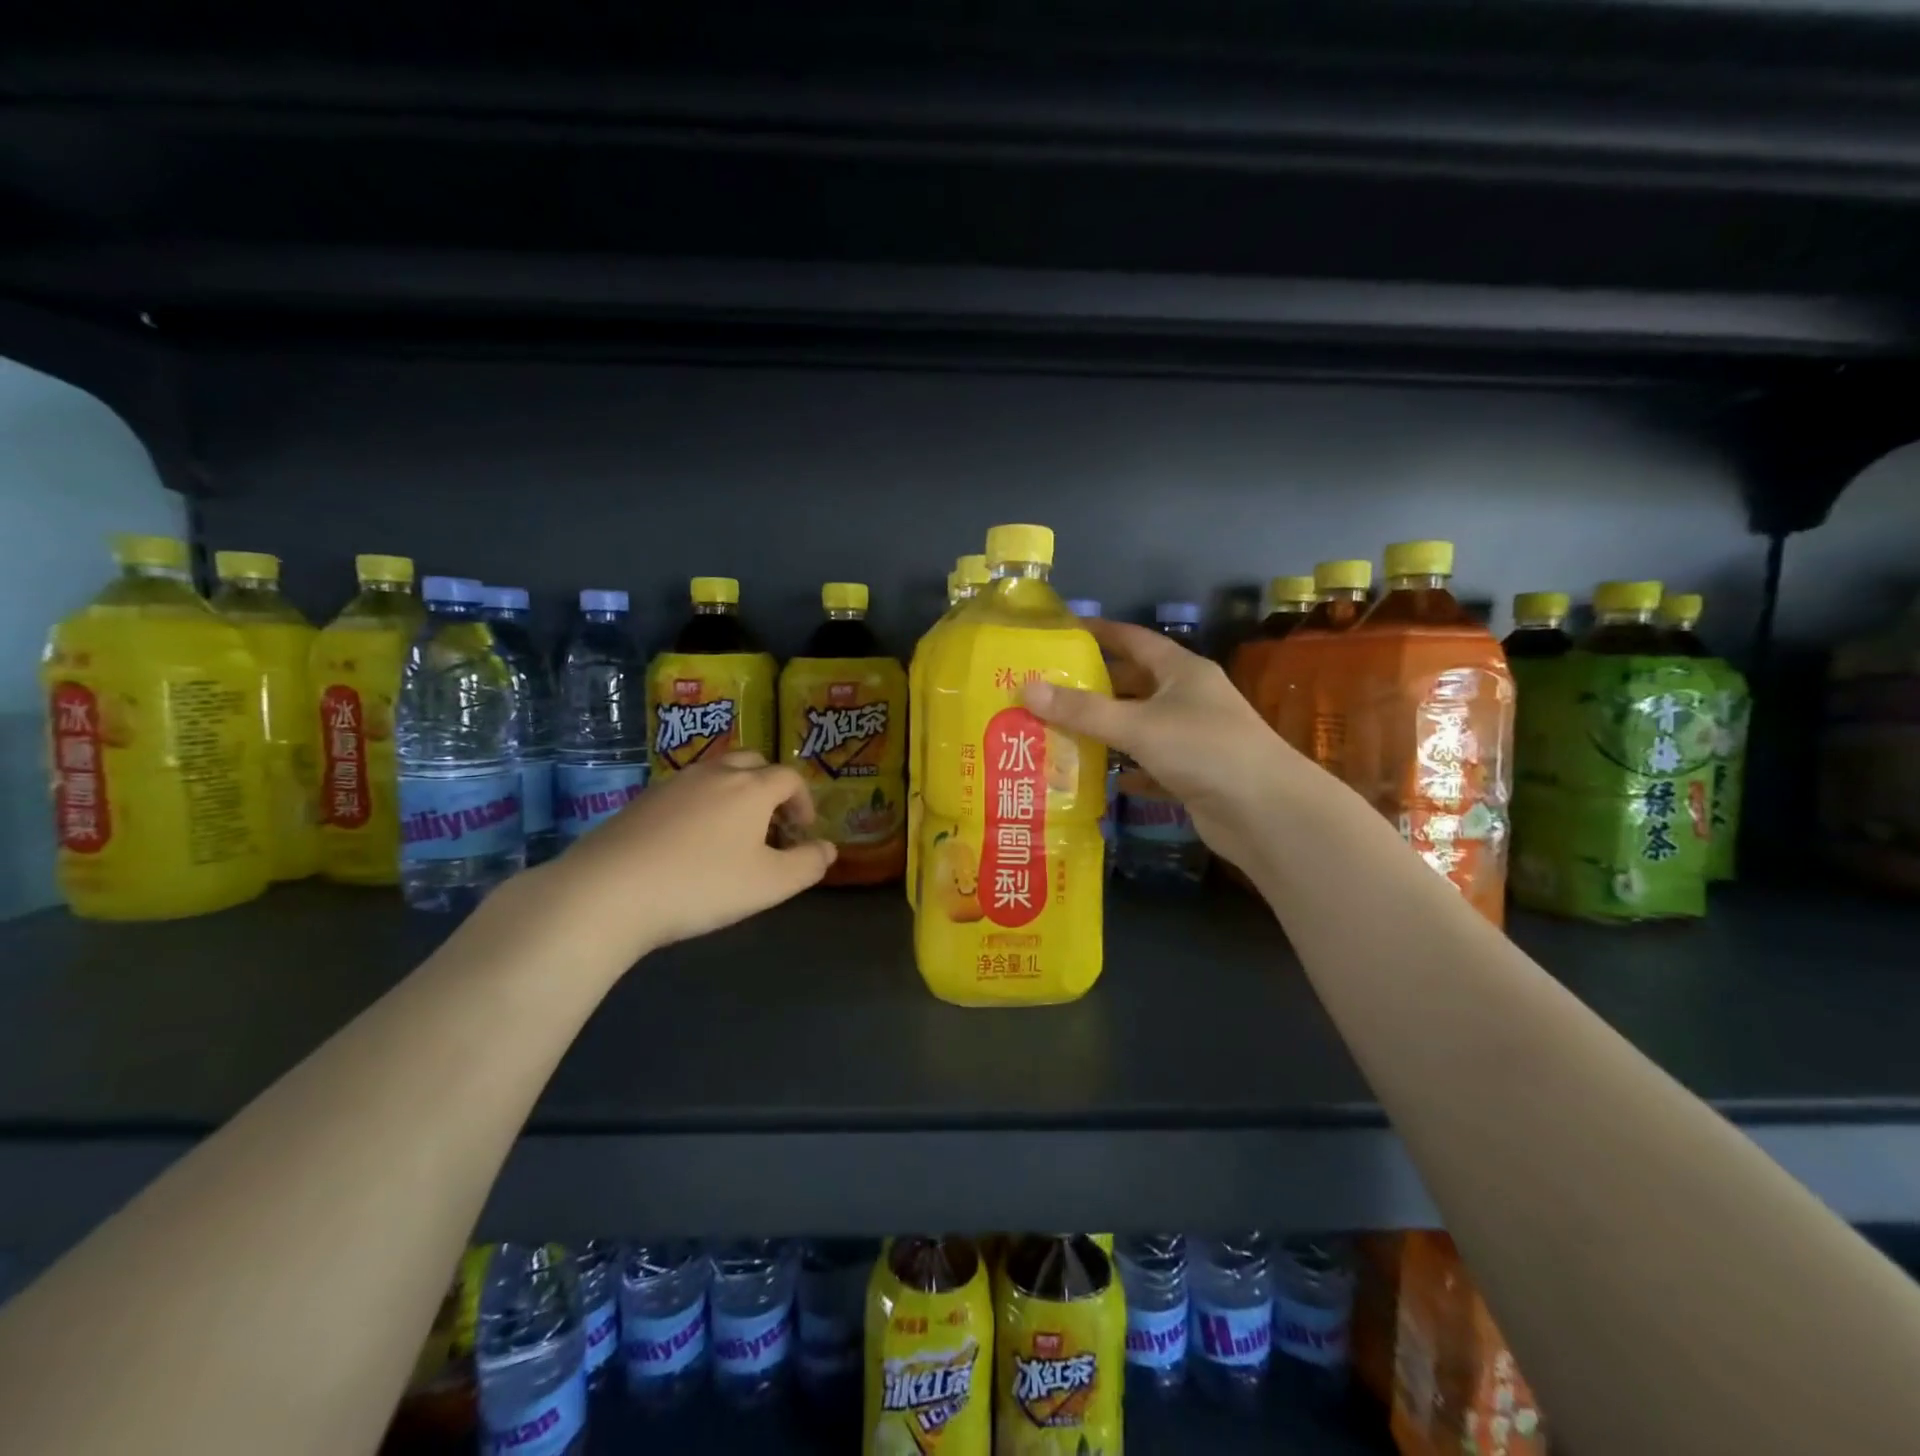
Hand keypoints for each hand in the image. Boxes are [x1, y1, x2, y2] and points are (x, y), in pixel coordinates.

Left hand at [535, 751, 835, 961]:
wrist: (608, 892)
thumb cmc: (702, 885)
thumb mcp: (770, 884)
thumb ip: (808, 865)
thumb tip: (828, 849)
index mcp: (751, 788)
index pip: (789, 778)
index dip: (803, 802)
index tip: (802, 832)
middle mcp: (714, 774)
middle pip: (752, 763)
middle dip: (770, 788)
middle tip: (770, 825)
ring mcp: (673, 783)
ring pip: (715, 774)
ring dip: (734, 794)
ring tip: (732, 834)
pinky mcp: (641, 801)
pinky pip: (684, 791)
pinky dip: (700, 806)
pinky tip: (689, 843)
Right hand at [1022, 618, 1313, 873]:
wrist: (1266, 812)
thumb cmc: (1204, 749)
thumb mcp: (1138, 724)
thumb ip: (1083, 710)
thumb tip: (1026, 688)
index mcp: (1181, 671)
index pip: (1135, 640)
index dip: (1101, 633)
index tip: (1063, 632)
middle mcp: (1188, 698)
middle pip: (1133, 684)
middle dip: (1094, 686)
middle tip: (1047, 690)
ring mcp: (1192, 738)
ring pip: (1139, 727)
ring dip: (1105, 731)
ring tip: (1057, 731)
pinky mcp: (1192, 775)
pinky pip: (1149, 766)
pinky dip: (1125, 770)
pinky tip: (1097, 778)